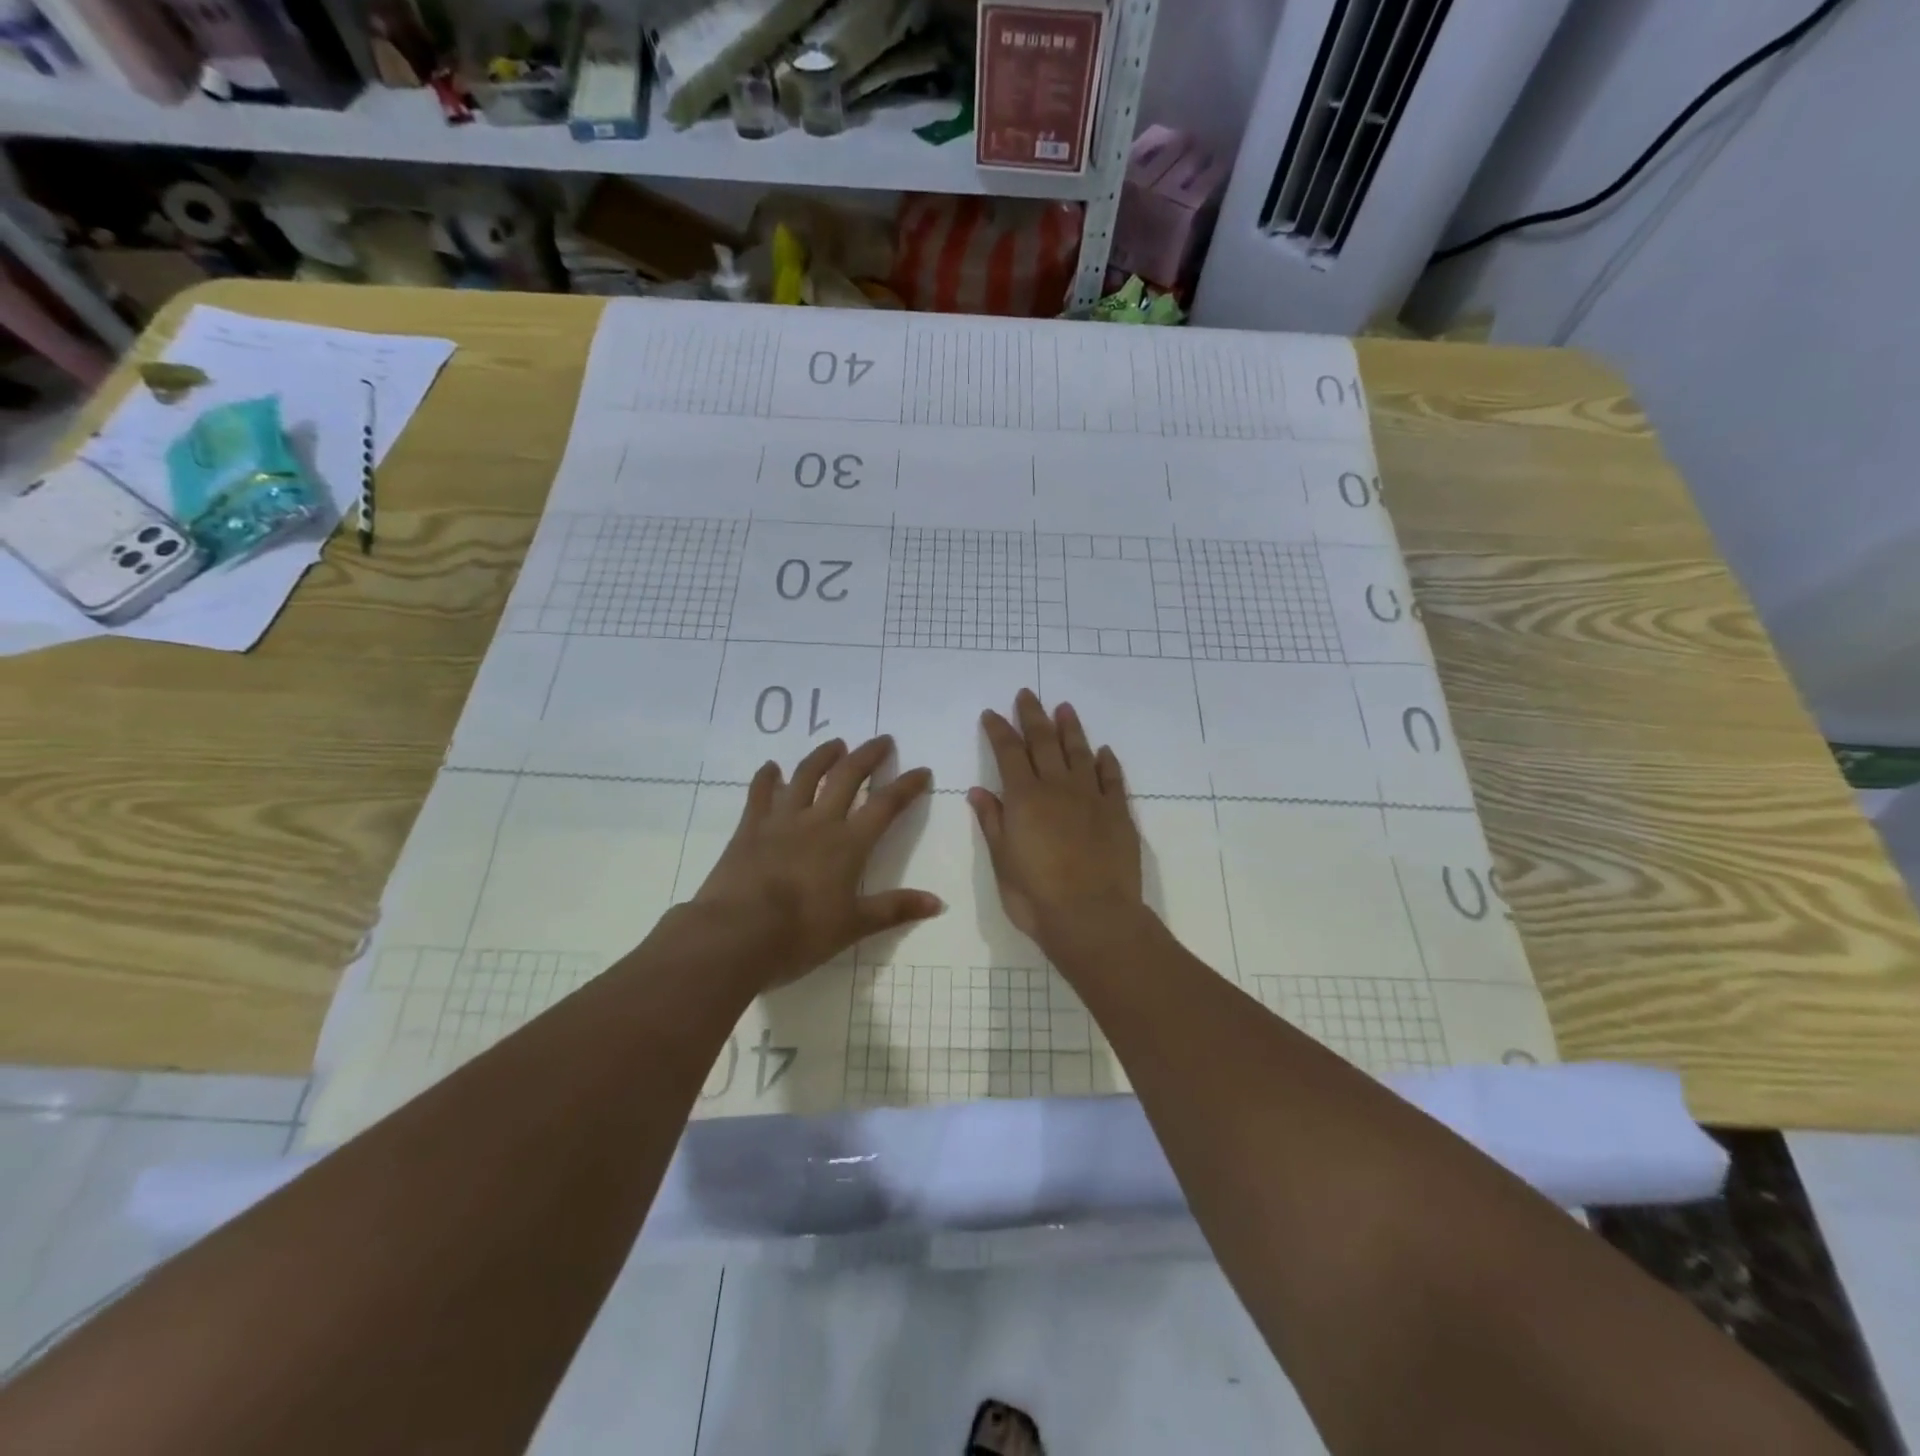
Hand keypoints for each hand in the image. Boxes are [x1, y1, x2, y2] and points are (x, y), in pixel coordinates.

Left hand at [692, 735, 941, 986]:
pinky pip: (760, 793)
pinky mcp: (750, 828)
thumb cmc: (801, 933)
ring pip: (805, 776)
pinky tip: (771, 767)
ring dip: (823, 756)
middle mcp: (818, 822)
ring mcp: (781, 820)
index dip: (906, 786)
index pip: (885, 805)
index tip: (921, 770)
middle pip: (847, 777)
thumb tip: (938, 903)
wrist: (736, 934)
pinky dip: (767, 777)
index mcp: (849, 844)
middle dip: (868, 756)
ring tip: (835, 744)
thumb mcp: (854, 926)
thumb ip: (895, 909)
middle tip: (882, 740)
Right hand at [969, 690, 1142, 946]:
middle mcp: (1058, 787)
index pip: (1009, 752)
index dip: (1000, 730)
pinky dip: (1106, 762)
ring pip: (1079, 752)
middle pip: (1044, 742)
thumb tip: (980, 791)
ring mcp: (1092, 797)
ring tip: (1064, 708)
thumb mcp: (1002, 862)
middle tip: (1027, 694)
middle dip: (1033, 716)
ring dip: (1070, 728)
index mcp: (1025, 798)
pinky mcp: (1118, 813)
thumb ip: (993, 823)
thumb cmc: (1036, 896)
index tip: (992, 713)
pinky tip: (1103, 751)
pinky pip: (1112, 778)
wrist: (1093, 917)